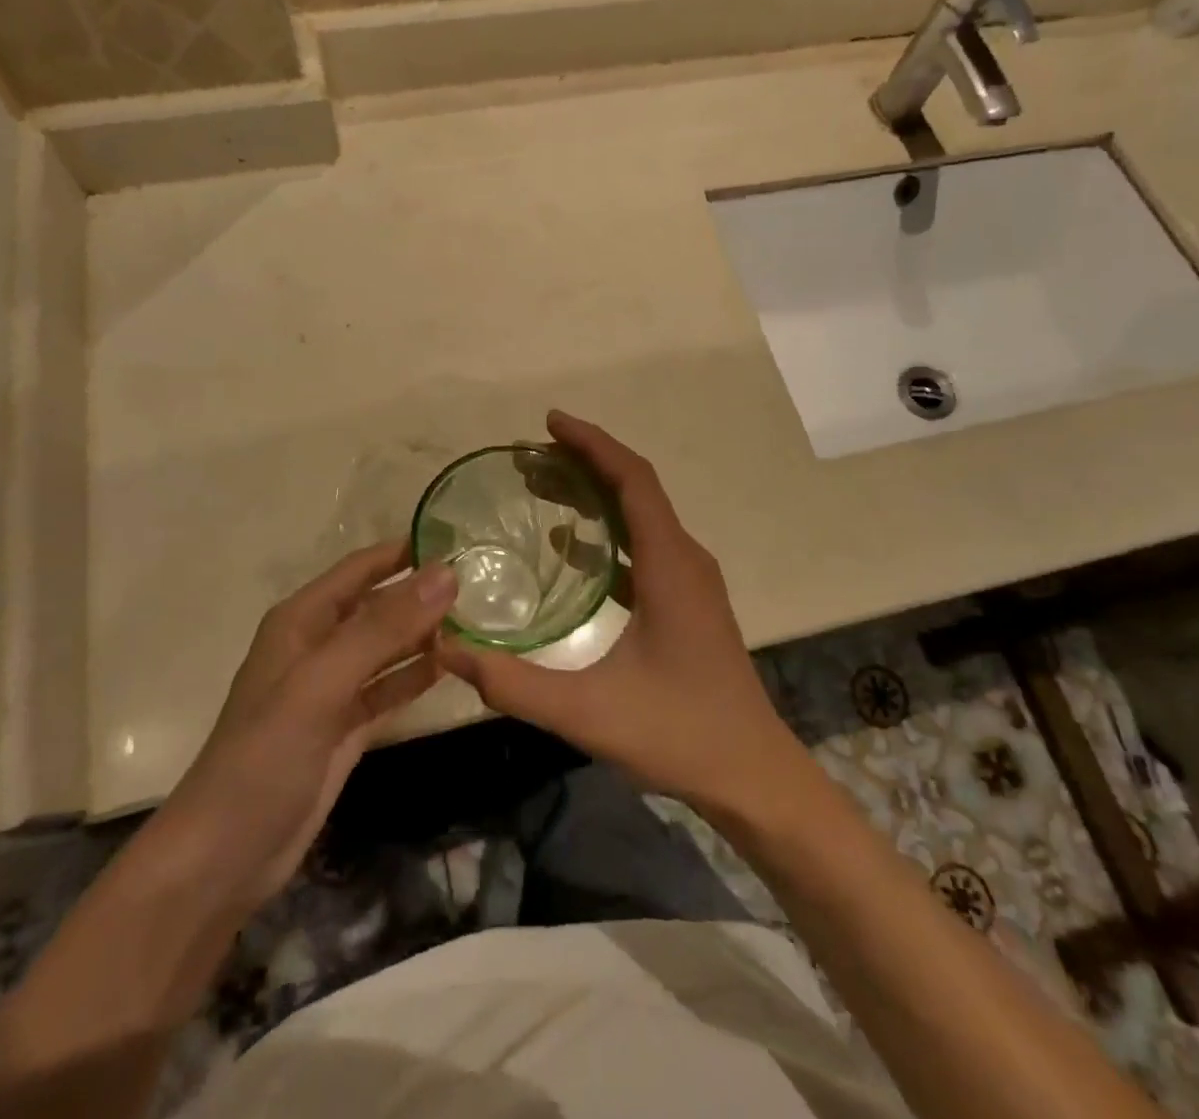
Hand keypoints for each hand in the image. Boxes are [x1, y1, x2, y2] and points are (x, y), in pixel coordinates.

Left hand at [160, 542, 455, 918]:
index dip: (405, 551)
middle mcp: (318, 646)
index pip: (361, 568)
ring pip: (388, 647)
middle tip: (484, 583)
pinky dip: (418, 676)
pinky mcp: (346, 727)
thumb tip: (446, 574)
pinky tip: (455, 666)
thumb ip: (384, 628)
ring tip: (480, 619)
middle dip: (423, 593)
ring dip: (426, 634)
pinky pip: (390, 688)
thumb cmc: (265, 756)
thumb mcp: (322, 683)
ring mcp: (333, 689)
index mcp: (302, 621)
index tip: (460, 539)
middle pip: (378, 606)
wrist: (224, 857)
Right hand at [437, 411, 806, 818]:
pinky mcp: (688, 601)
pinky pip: (645, 546)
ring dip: (597, 495)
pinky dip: (609, 532)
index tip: (549, 423)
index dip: (592, 443)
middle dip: (586, 462)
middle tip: (532, 457)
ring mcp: (691, 580)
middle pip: (636, 488)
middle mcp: (685, 559)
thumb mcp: (587, 711)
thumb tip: (447, 648)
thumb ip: (514, 683)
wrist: (752, 775)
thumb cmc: (678, 734)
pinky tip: (573, 551)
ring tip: (544, 488)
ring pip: (642, 516)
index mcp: (669, 565)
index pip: (633, 479)